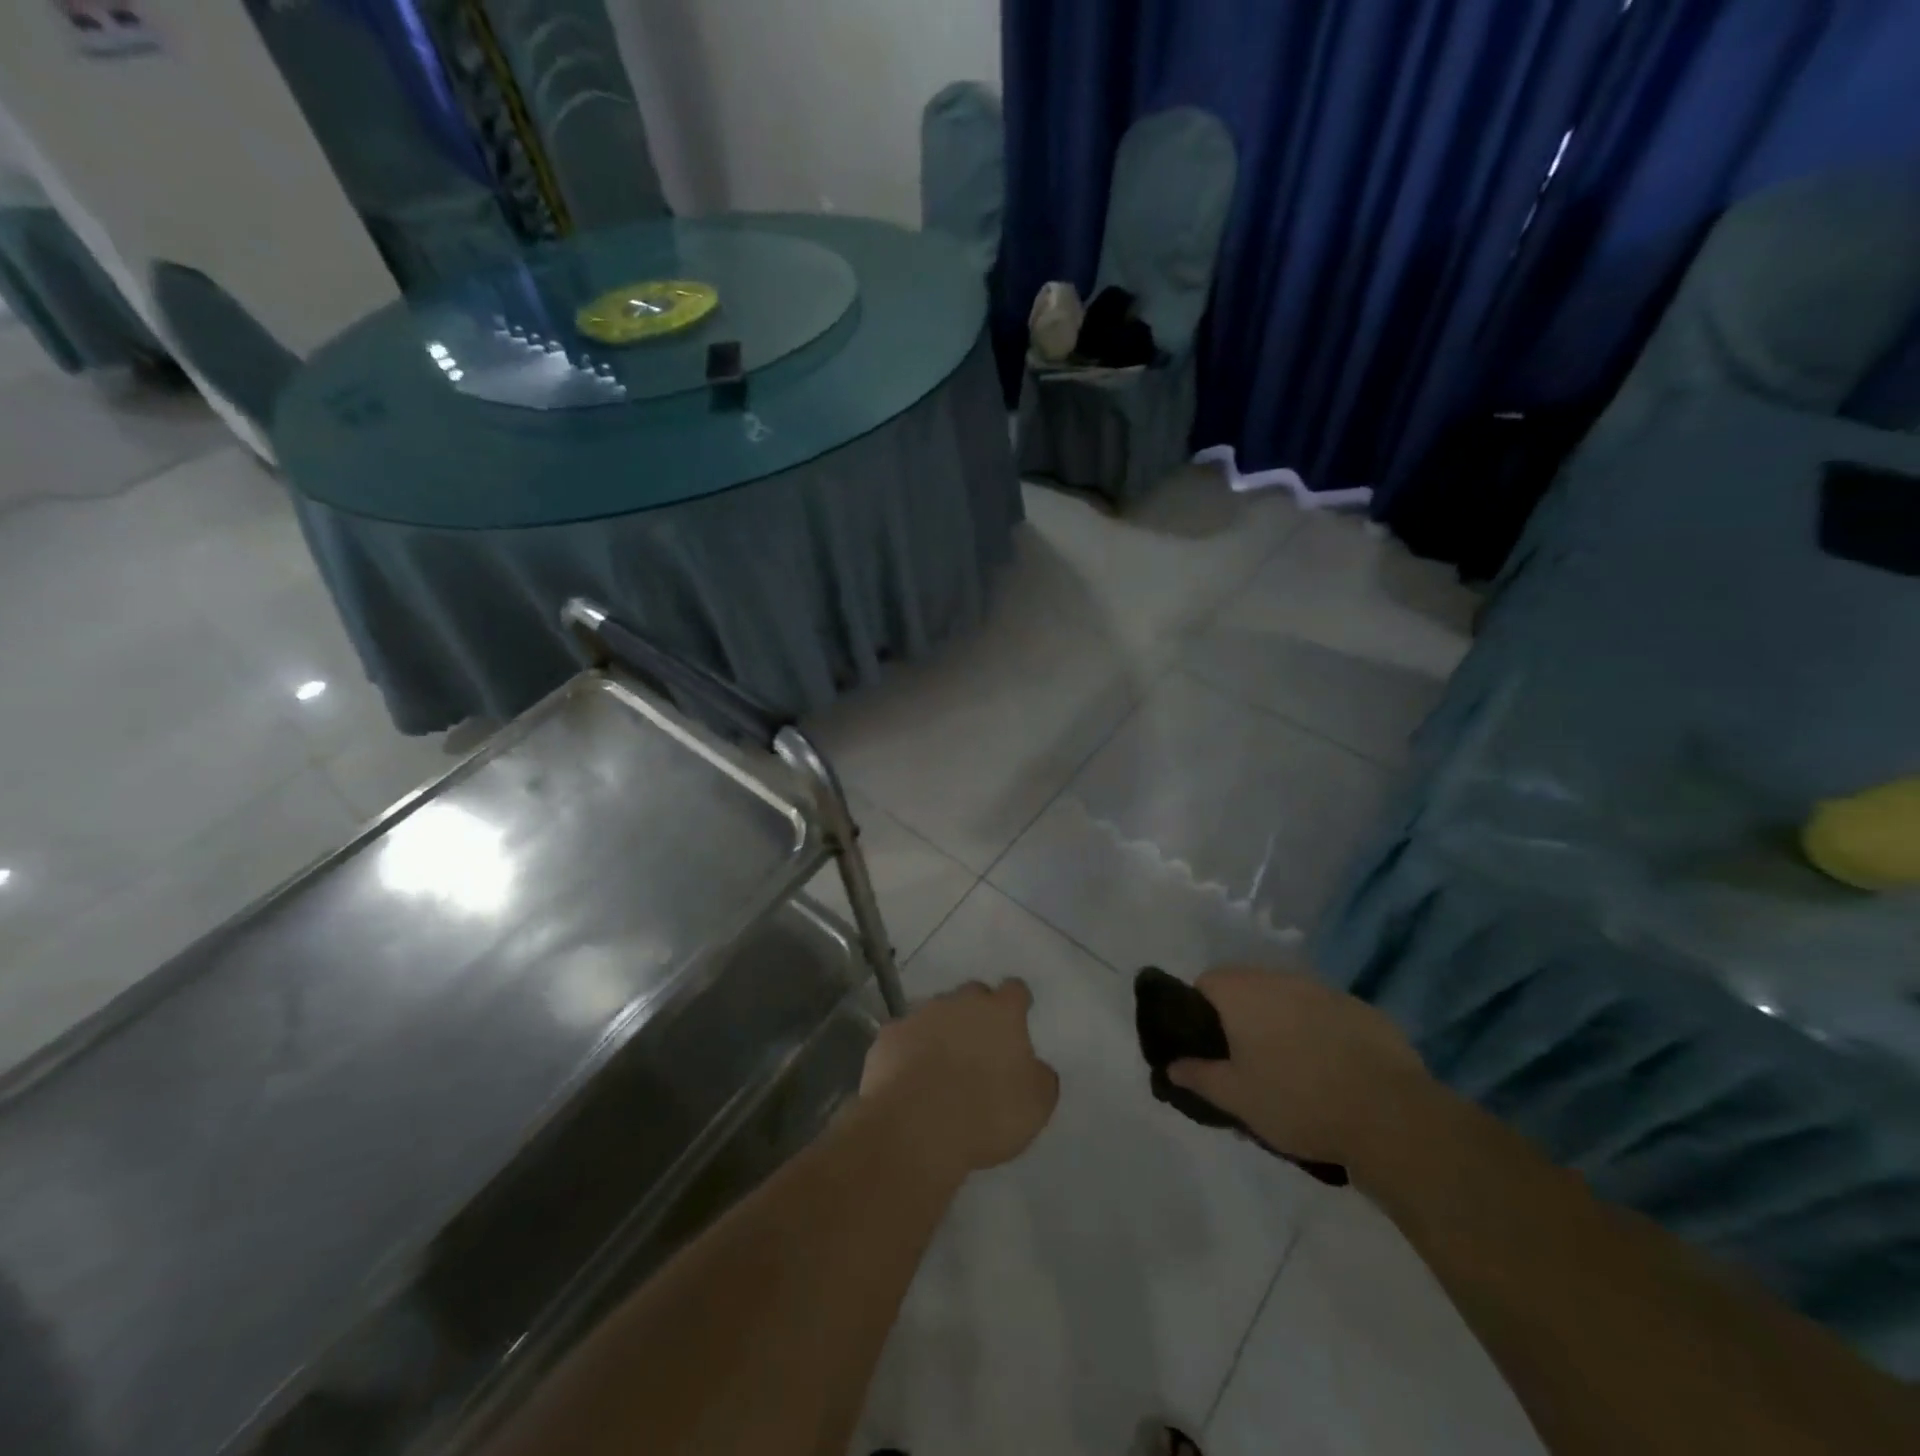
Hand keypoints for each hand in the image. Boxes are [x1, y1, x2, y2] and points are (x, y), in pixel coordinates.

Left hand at [861, 980, 1059, 1179]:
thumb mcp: (1035, 1105)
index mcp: (1000, 1012)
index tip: (1018, 1019)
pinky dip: (909, 1050)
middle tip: (980, 1046)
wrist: (914, 1128)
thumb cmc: (985, 1114)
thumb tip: (1035, 1067)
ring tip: (942, 1065)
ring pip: (936, 1012)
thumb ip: (1040, 1077)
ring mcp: (919, 1015)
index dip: (1017, 1003)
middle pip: (972, 995)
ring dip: (942, 1030)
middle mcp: (960, 1002)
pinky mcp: (888, 1036)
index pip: (1015, 990)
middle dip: (977, 1013)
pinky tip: (909, 1077)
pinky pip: (903, 1036)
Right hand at [1168, 965, 1431, 1173]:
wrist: (1390, 1117)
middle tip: (1245, 1061)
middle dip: (1241, 1017)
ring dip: (1281, 1022)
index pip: (1205, 982)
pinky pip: (1325, 1013)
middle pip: (1247, 987)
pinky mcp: (1361, 1009)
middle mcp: (1280, 978)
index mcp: (1243, 993)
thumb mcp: (1237, 1098)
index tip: (1208, 1046)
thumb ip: (1198, 1076)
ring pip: (1288, 998)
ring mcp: (1324, 990)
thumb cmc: (1297, 1101)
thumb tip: (1171, 1065)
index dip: (1199, 1011)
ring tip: (1289, 1068)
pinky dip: (1319, 1031)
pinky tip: (1331, 1070)